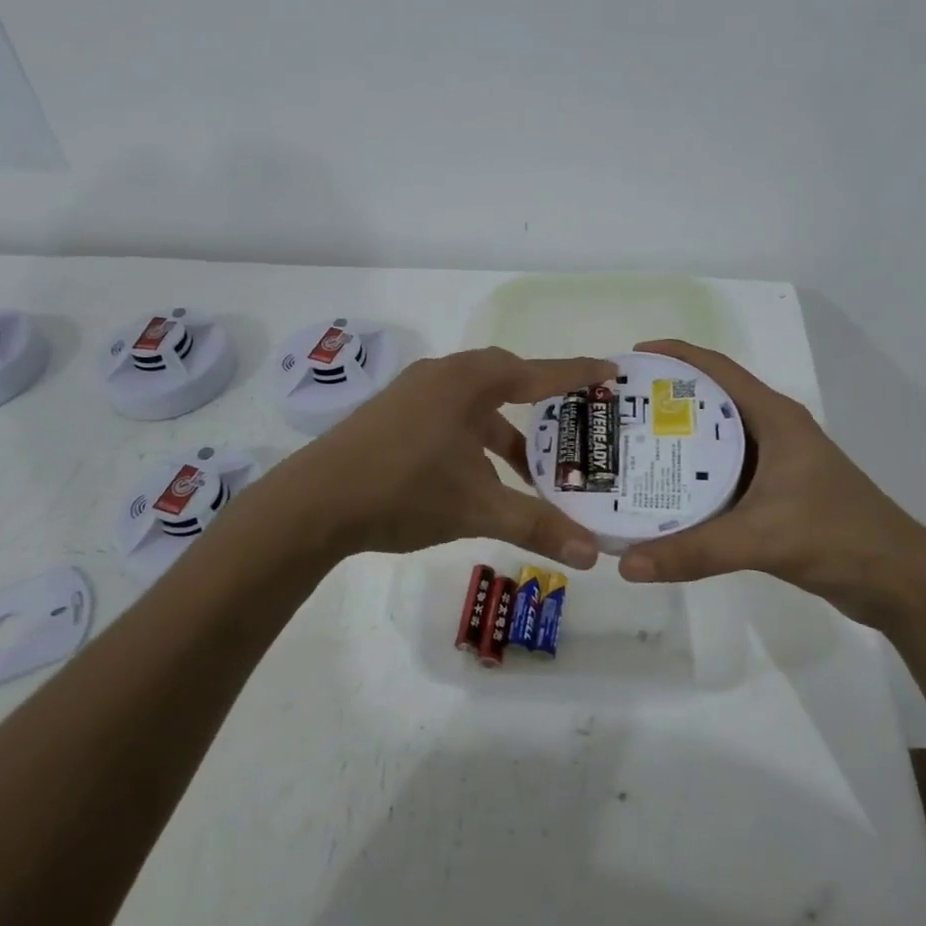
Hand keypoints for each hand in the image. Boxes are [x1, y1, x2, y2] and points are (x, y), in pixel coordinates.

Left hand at [264, 347, 617, 567]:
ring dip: (505, 432)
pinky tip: (480, 476)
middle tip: (574, 423)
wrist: (315, 502)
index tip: (610, 370)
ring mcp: (413, 393)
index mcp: (468, 382)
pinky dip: (475, 438)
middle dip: (540, 404)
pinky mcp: (393, 414)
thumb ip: (537, 526)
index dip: (577, 373)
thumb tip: (594, 555)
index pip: (537, 373)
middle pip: (505, 379)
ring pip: (475, 403)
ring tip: (532, 469)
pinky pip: (450, 415)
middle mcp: (442, 375)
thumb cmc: (404, 491)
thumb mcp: (478, 507)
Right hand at [617, 340, 925, 629]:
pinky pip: (721, 473)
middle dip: (662, 400)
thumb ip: (694, 551)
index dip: (674, 356)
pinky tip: (661, 492)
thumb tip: (626, 564)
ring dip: (675, 440)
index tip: (629, 360)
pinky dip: (690, 476)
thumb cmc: (837, 537)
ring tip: (627, 448)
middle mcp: (772, 431)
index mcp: (774, 418)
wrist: (899, 581)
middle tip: (616, 411)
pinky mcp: (774, 493)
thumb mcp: (761, 539)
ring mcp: (775, 463)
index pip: (717, 369)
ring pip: (714, 440)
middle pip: (708, 402)